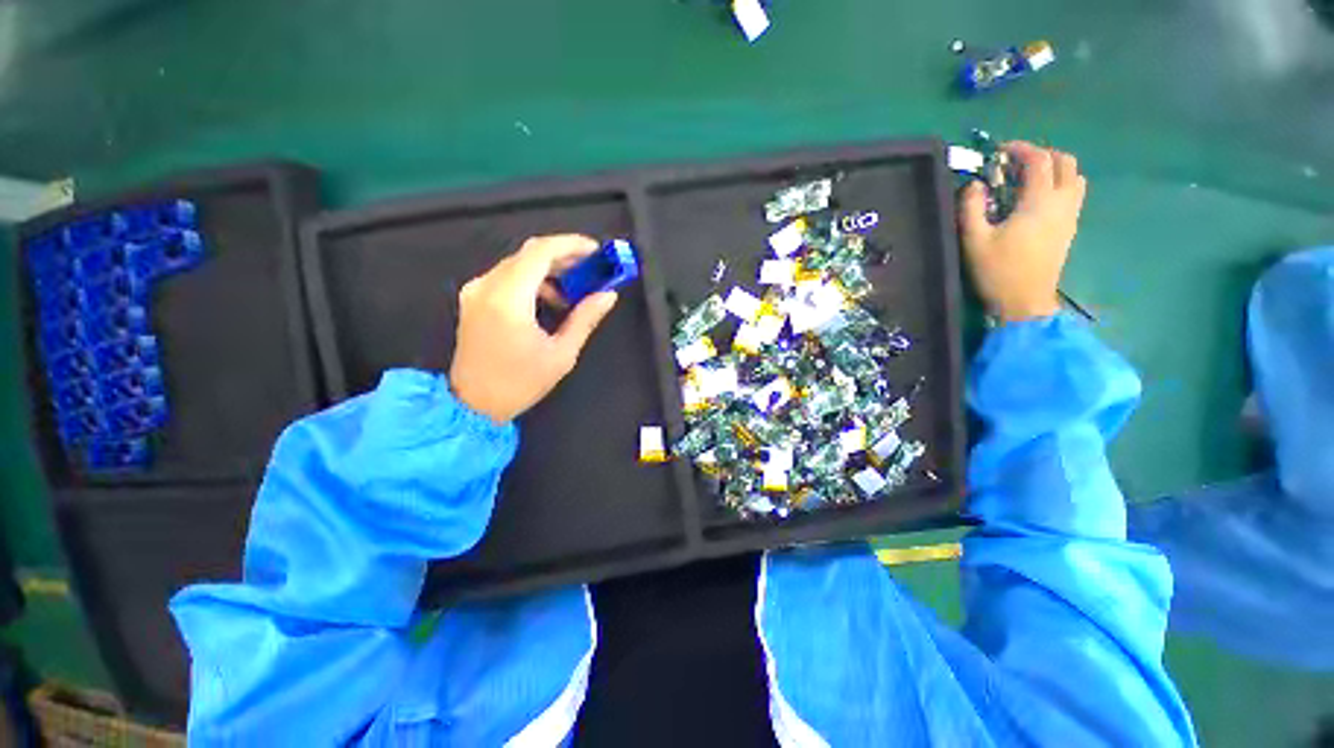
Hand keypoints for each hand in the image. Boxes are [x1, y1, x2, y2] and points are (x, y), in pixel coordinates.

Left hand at [449, 235, 618, 422]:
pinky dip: (532, 280)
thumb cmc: (520, 383)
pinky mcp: (473, 299)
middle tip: (590, 270)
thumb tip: (608, 295)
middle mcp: (487, 287)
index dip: (570, 245)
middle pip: (529, 254)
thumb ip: (585, 318)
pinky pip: (507, 276)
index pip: (540, 252)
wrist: (473, 404)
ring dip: (548, 270)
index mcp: (509, 300)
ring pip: (518, 263)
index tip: (595, 252)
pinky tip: (549, 300)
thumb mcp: (561, 354)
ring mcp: (476, 291)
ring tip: (573, 292)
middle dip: (563, 257)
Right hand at [960, 141, 1086, 322]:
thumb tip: (975, 184)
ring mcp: (1070, 214)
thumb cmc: (998, 271)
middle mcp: (1062, 202)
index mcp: (1039, 202)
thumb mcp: (974, 241)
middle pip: (1064, 161)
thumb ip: (971, 208)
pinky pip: (1073, 193)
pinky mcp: (1070, 227)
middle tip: (1015, 165)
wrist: (1025, 301)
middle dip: (1040, 155)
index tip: (1000, 151)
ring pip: (1074, 176)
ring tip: (1027, 179)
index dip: (1020, 149)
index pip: (1038, 160)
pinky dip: (1058, 184)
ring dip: (1053, 169)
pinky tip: (1037, 199)